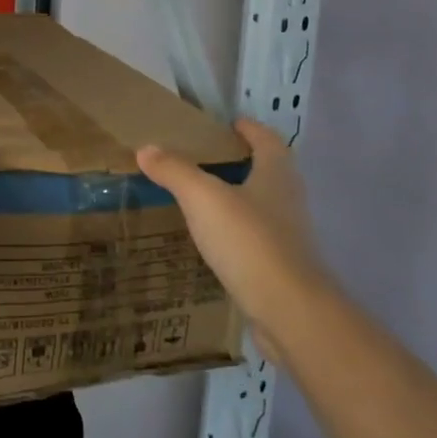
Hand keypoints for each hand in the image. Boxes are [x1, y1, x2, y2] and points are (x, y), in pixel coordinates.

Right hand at [136, 119, 327, 359]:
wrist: (290, 313)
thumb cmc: (249, 241)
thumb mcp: (202, 198)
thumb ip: (174, 170)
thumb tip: (146, 149)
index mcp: (276, 174)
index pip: (266, 139)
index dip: (248, 128)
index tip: (226, 123)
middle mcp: (289, 200)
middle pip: (267, 171)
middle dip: (240, 162)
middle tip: (203, 159)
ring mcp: (289, 237)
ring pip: (261, 206)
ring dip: (237, 199)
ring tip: (200, 199)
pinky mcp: (283, 269)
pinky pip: (256, 240)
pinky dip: (236, 233)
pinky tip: (211, 241)